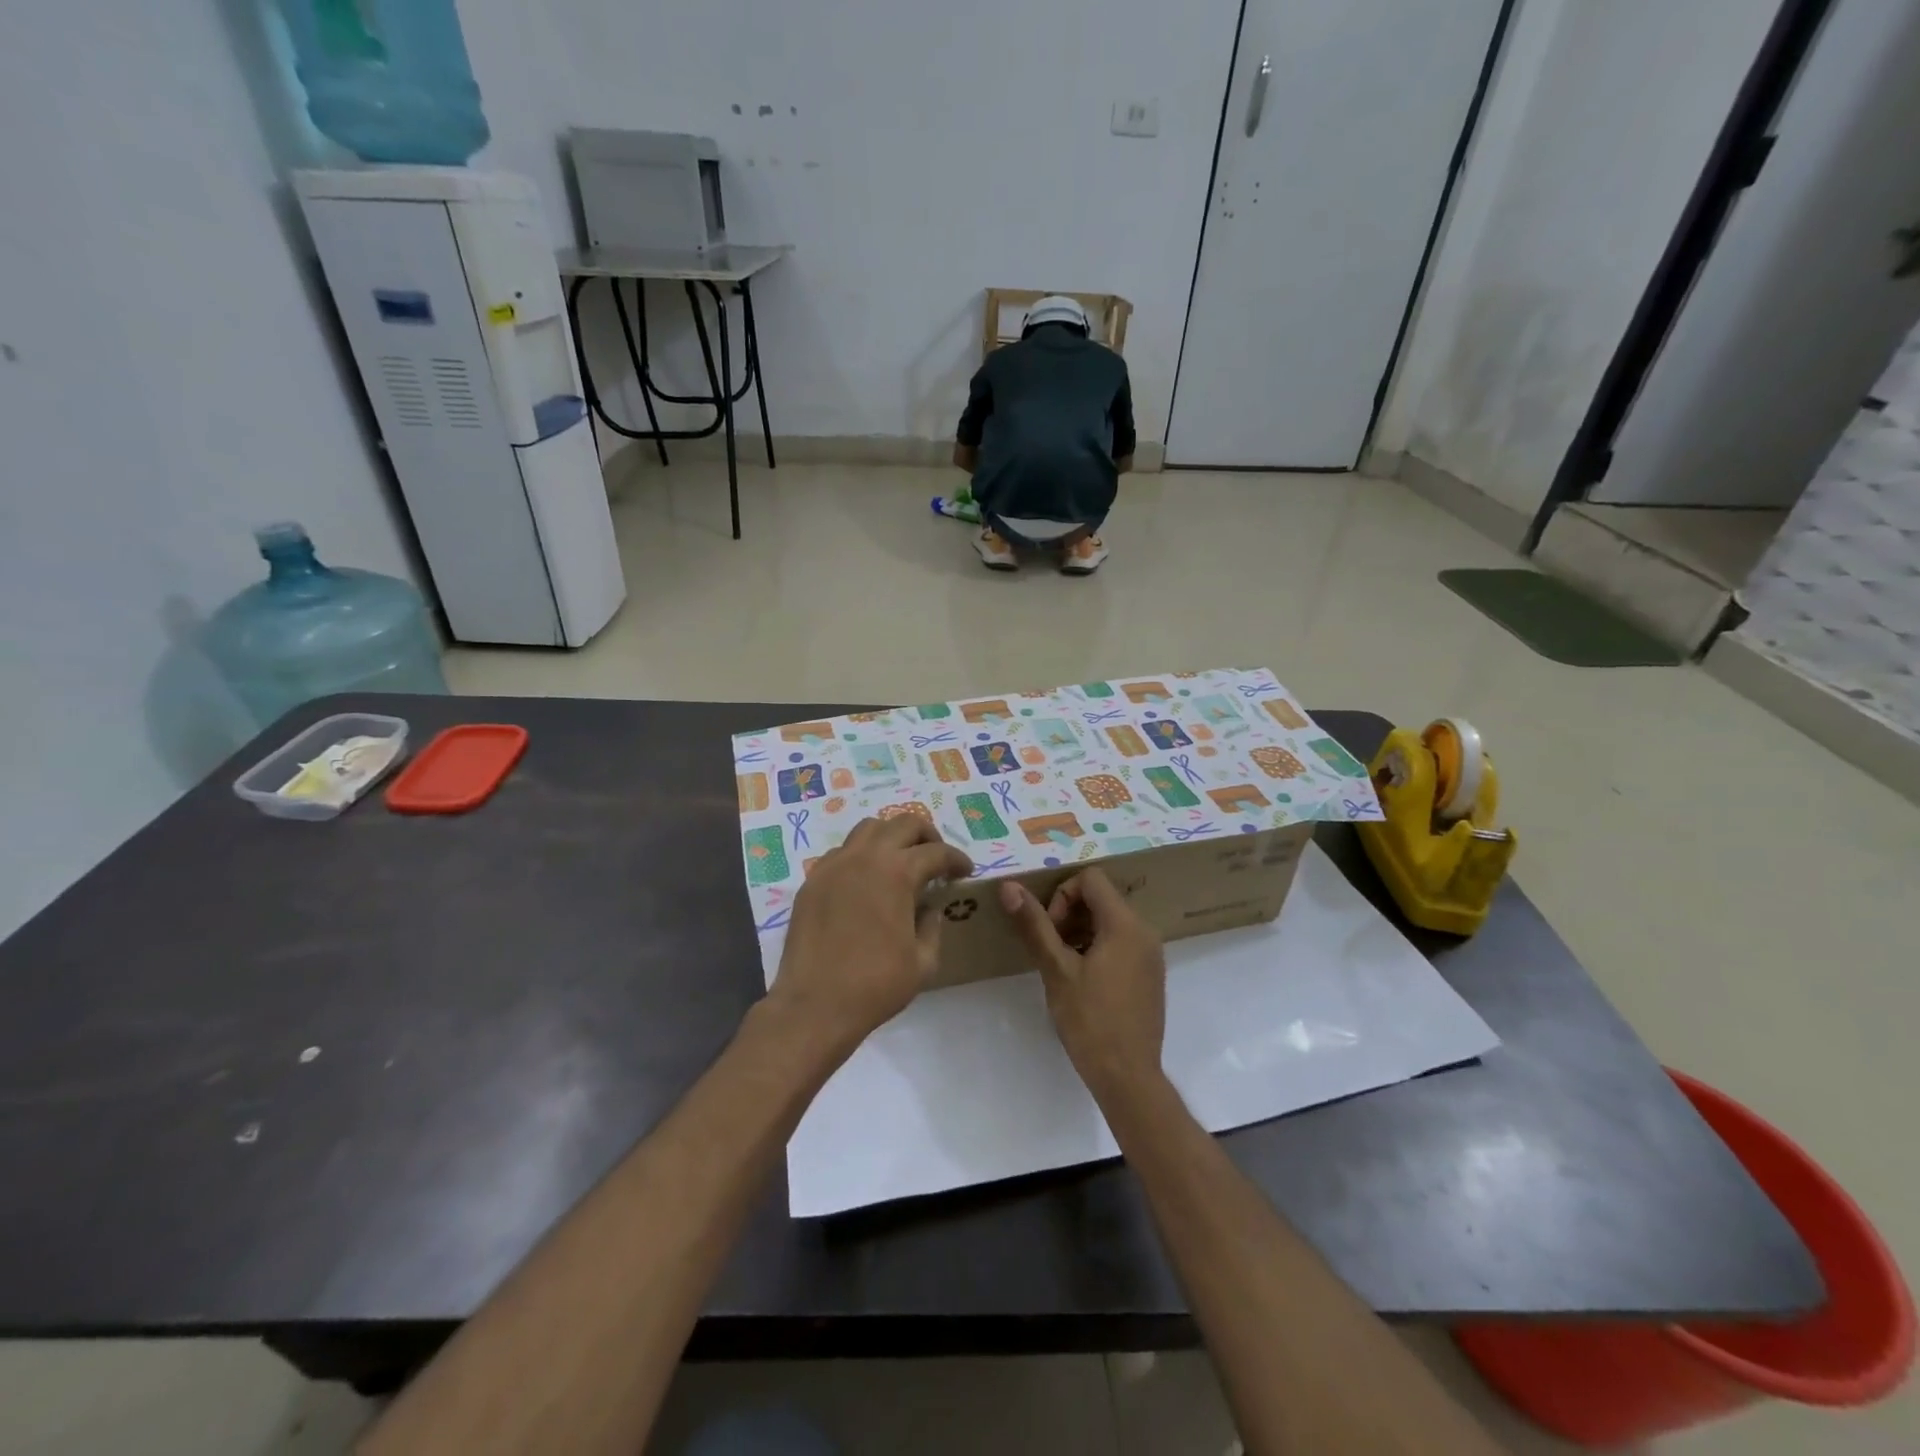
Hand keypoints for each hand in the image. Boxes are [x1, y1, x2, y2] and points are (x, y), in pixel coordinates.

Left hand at [768, 816, 972, 1056]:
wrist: (815, 1005)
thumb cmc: (875, 985)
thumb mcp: (923, 962)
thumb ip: (932, 926)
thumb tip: (930, 908)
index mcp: (897, 873)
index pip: (936, 852)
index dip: (956, 860)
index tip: (965, 872)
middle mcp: (865, 857)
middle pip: (904, 823)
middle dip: (927, 835)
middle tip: (936, 858)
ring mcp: (834, 865)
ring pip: (869, 828)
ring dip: (892, 837)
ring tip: (901, 861)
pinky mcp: (813, 880)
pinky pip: (842, 852)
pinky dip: (861, 855)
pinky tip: (867, 881)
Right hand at [998, 870, 1166, 1098]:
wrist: (1128, 1077)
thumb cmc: (1090, 1021)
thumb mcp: (1056, 970)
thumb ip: (1034, 925)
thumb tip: (1009, 887)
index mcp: (1125, 924)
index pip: (1091, 879)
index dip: (1062, 895)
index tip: (1051, 930)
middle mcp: (1145, 931)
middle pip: (1101, 898)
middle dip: (1070, 914)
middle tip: (1052, 949)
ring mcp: (1151, 954)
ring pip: (1110, 921)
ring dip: (1081, 932)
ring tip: (1063, 967)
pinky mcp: (1150, 975)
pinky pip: (1122, 942)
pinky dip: (1098, 948)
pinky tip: (1083, 982)